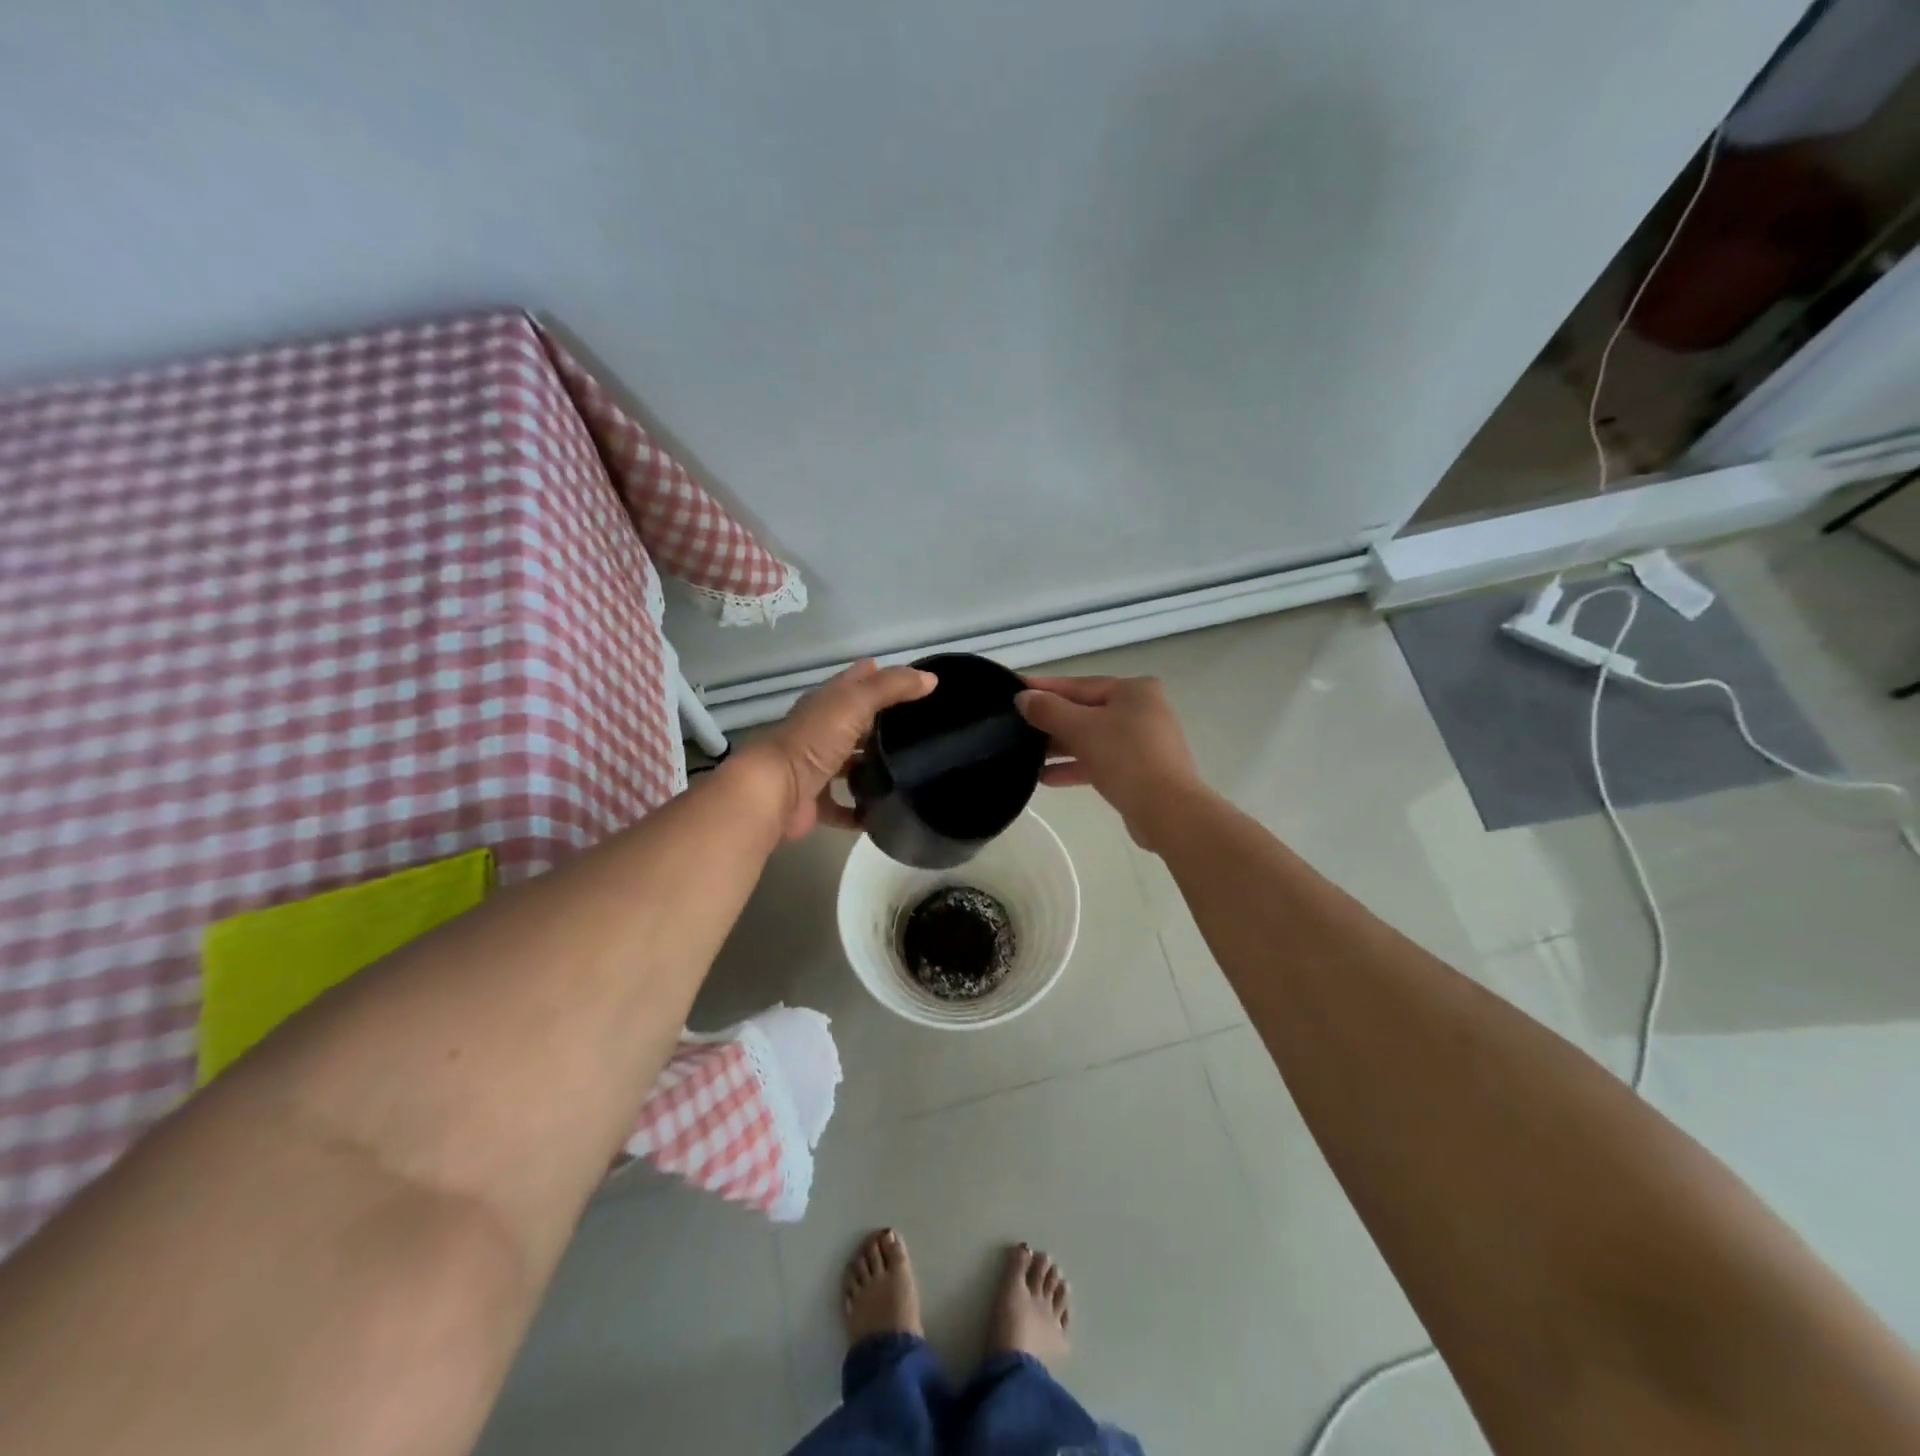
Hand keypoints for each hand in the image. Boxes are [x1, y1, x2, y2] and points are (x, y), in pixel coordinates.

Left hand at [747, 659, 936, 839]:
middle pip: (854, 723)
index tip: (914, 681)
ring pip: (849, 763)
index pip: (856, 681)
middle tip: (920, 728)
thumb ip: (892, 688)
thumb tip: (931, 679)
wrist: (775, 791)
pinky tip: (885, 812)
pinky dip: (861, 810)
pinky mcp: (815, 802)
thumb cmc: (814, 740)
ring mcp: (816, 768)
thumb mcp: (856, 703)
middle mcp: (819, 732)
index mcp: (826, 704)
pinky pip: (844, 806)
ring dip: (871, 766)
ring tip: (910, 771)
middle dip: (881, 723)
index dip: (880, 676)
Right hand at [1016, 674, 1206, 849]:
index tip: (1015, 689)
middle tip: (1016, 727)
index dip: (1045, 688)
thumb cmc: (1126, 757)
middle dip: (1051, 722)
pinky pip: (1100, 761)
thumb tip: (1023, 698)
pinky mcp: (1140, 771)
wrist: (1167, 811)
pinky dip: (1076, 767)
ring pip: (1092, 739)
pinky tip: (1046, 778)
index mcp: (1134, 690)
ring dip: (1060, 747)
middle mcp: (1142, 711)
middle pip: (1086, 712)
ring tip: (1026, 756)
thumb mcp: (1081, 728)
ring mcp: (1143, 742)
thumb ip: (1048, 710)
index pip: (1079, 685)